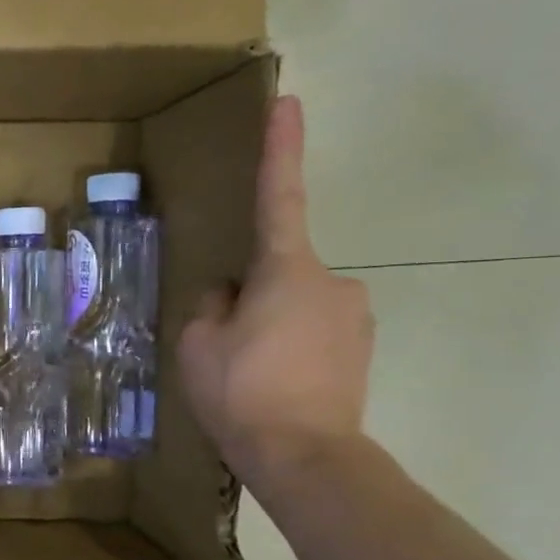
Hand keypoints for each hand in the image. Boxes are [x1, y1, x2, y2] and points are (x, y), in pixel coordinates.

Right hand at [178, 94, 373, 489]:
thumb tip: (229, 293)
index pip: (278, 197)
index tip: (289, 102)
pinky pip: (311, 332)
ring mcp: (353, 316)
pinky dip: (286, 348)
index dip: (280, 149)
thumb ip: (211, 304)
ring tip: (246, 373)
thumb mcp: (197, 343)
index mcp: (286, 271)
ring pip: (292, 305)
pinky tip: (271, 384)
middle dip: (248, 296)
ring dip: (267, 325)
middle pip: (276, 271)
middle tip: (223, 345)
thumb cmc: (241, 391)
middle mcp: (332, 282)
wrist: (305, 457)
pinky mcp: (361, 349)